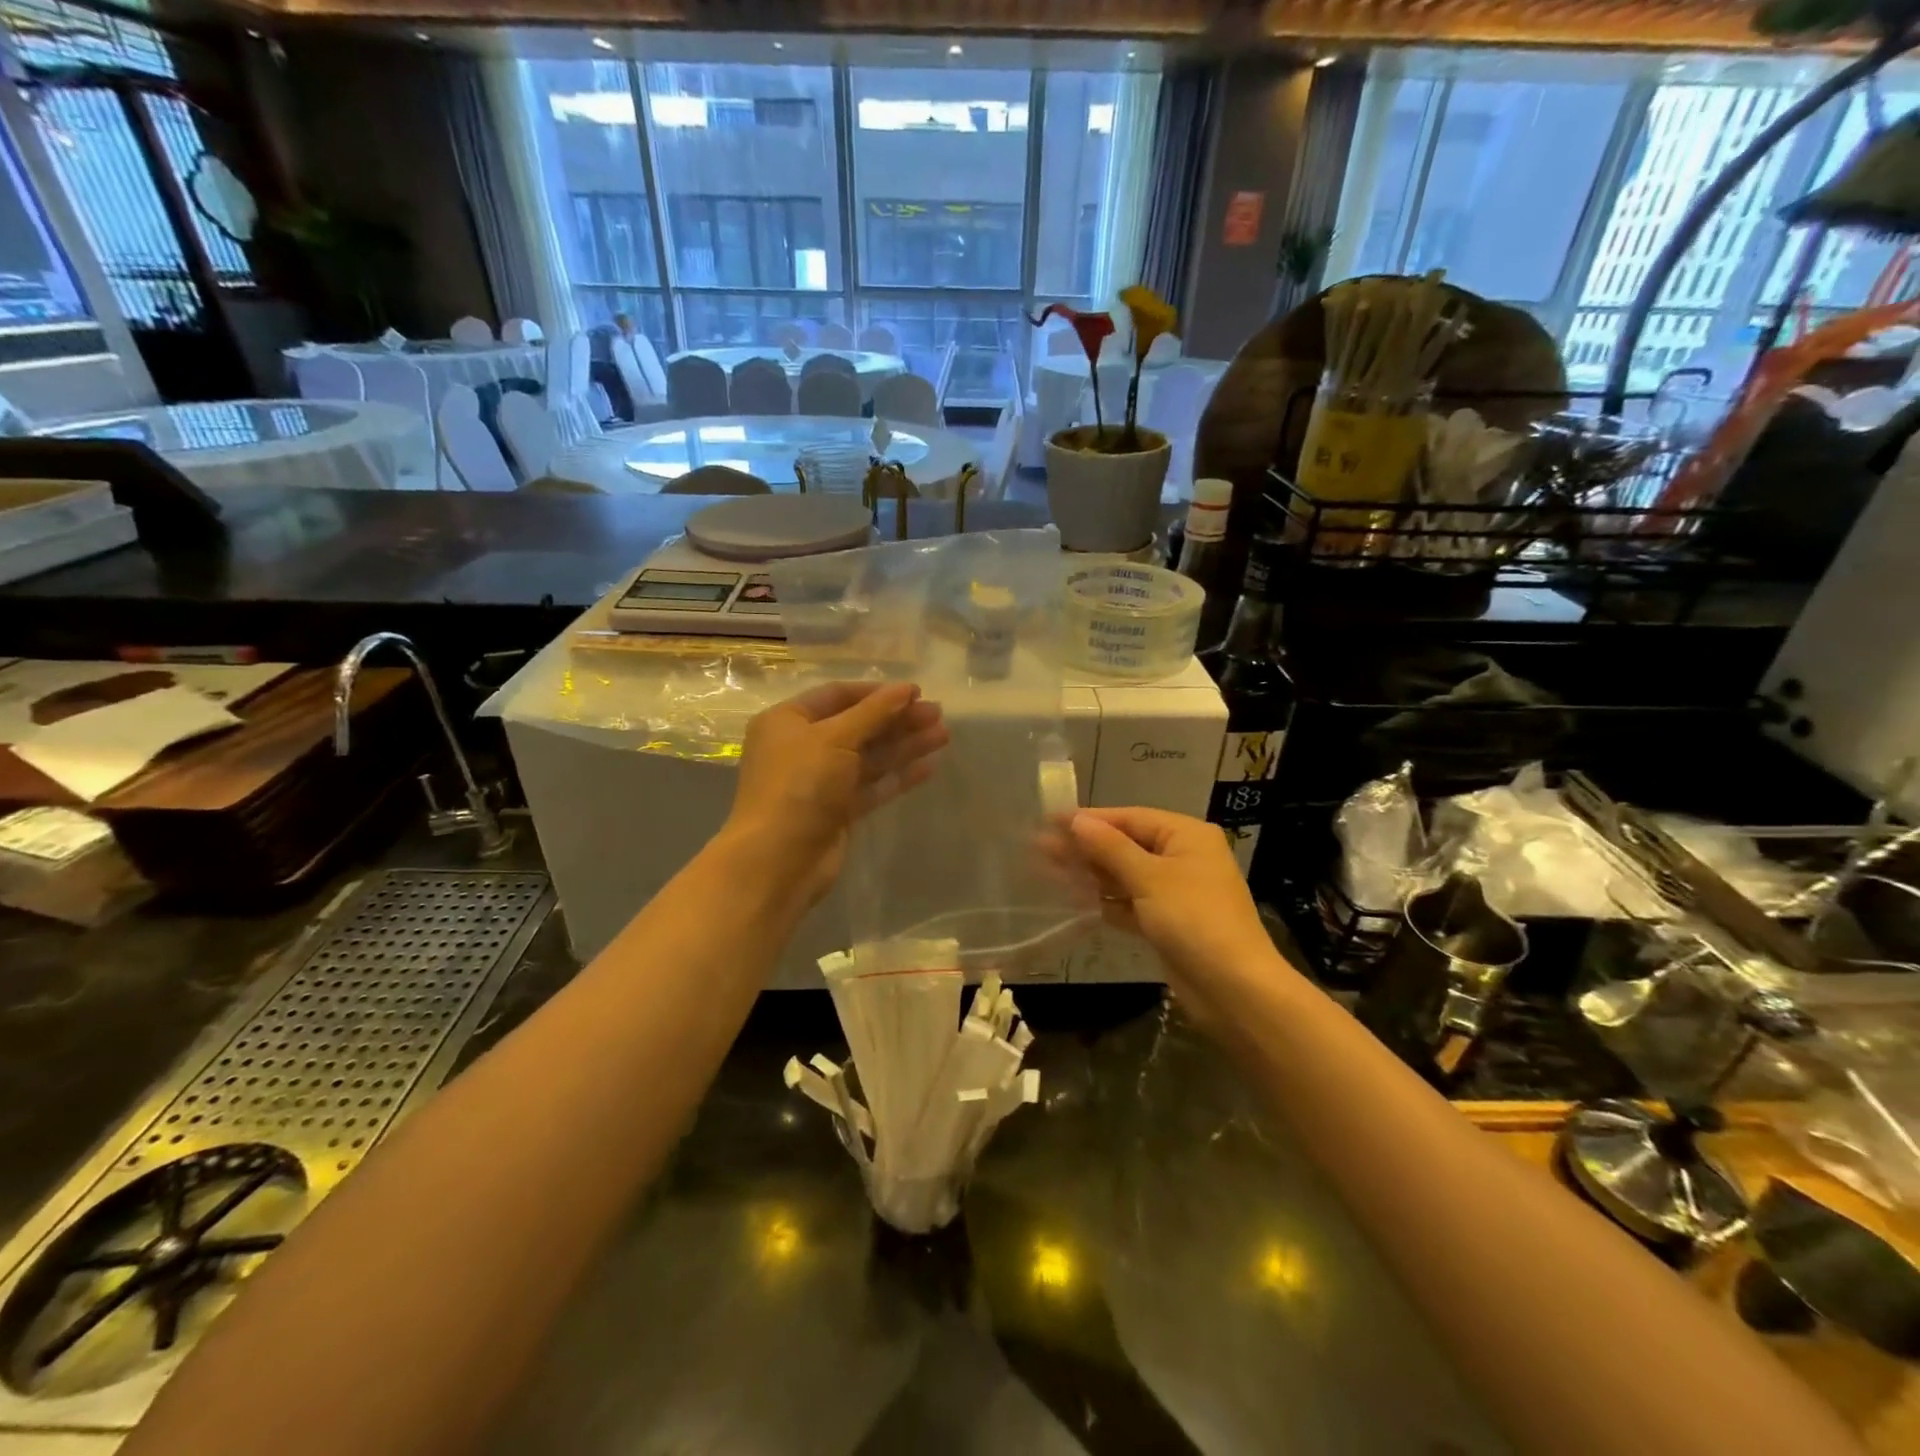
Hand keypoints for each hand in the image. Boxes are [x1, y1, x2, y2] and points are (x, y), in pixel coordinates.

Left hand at [723, 681, 947, 903]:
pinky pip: (871, 786)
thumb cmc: (800, 785)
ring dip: (904, 745)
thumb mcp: (835, 738)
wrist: (779, 859)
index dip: (877, 693)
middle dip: (897, 719)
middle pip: (857, 726)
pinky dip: (897, 776)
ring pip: (868, 757)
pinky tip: (928, 767)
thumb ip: (874, 712)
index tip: (915, 692)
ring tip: (943, 736)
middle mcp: (802, 748)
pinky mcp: (837, 811)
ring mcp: (820, 781)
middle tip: (937, 714)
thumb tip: (905, 689)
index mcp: (788, 721)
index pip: (837, 695)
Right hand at [1068, 807, 1297, 1029]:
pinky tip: (1074, 900)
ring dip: (1091, 874)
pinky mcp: (1167, 922)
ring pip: (1125, 875)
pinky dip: (1106, 900)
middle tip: (1040, 848)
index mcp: (1186, 835)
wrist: (1234, 989)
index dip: (1089, 819)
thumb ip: (1110, 848)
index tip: (1050, 820)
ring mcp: (1175, 891)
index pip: (1130, 817)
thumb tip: (1078, 821)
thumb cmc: (1194, 920)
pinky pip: (1130, 902)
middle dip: (1085, 847)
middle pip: (1126, 845)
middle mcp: (1182, 857)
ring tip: (1048, 871)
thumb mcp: (1149, 878)